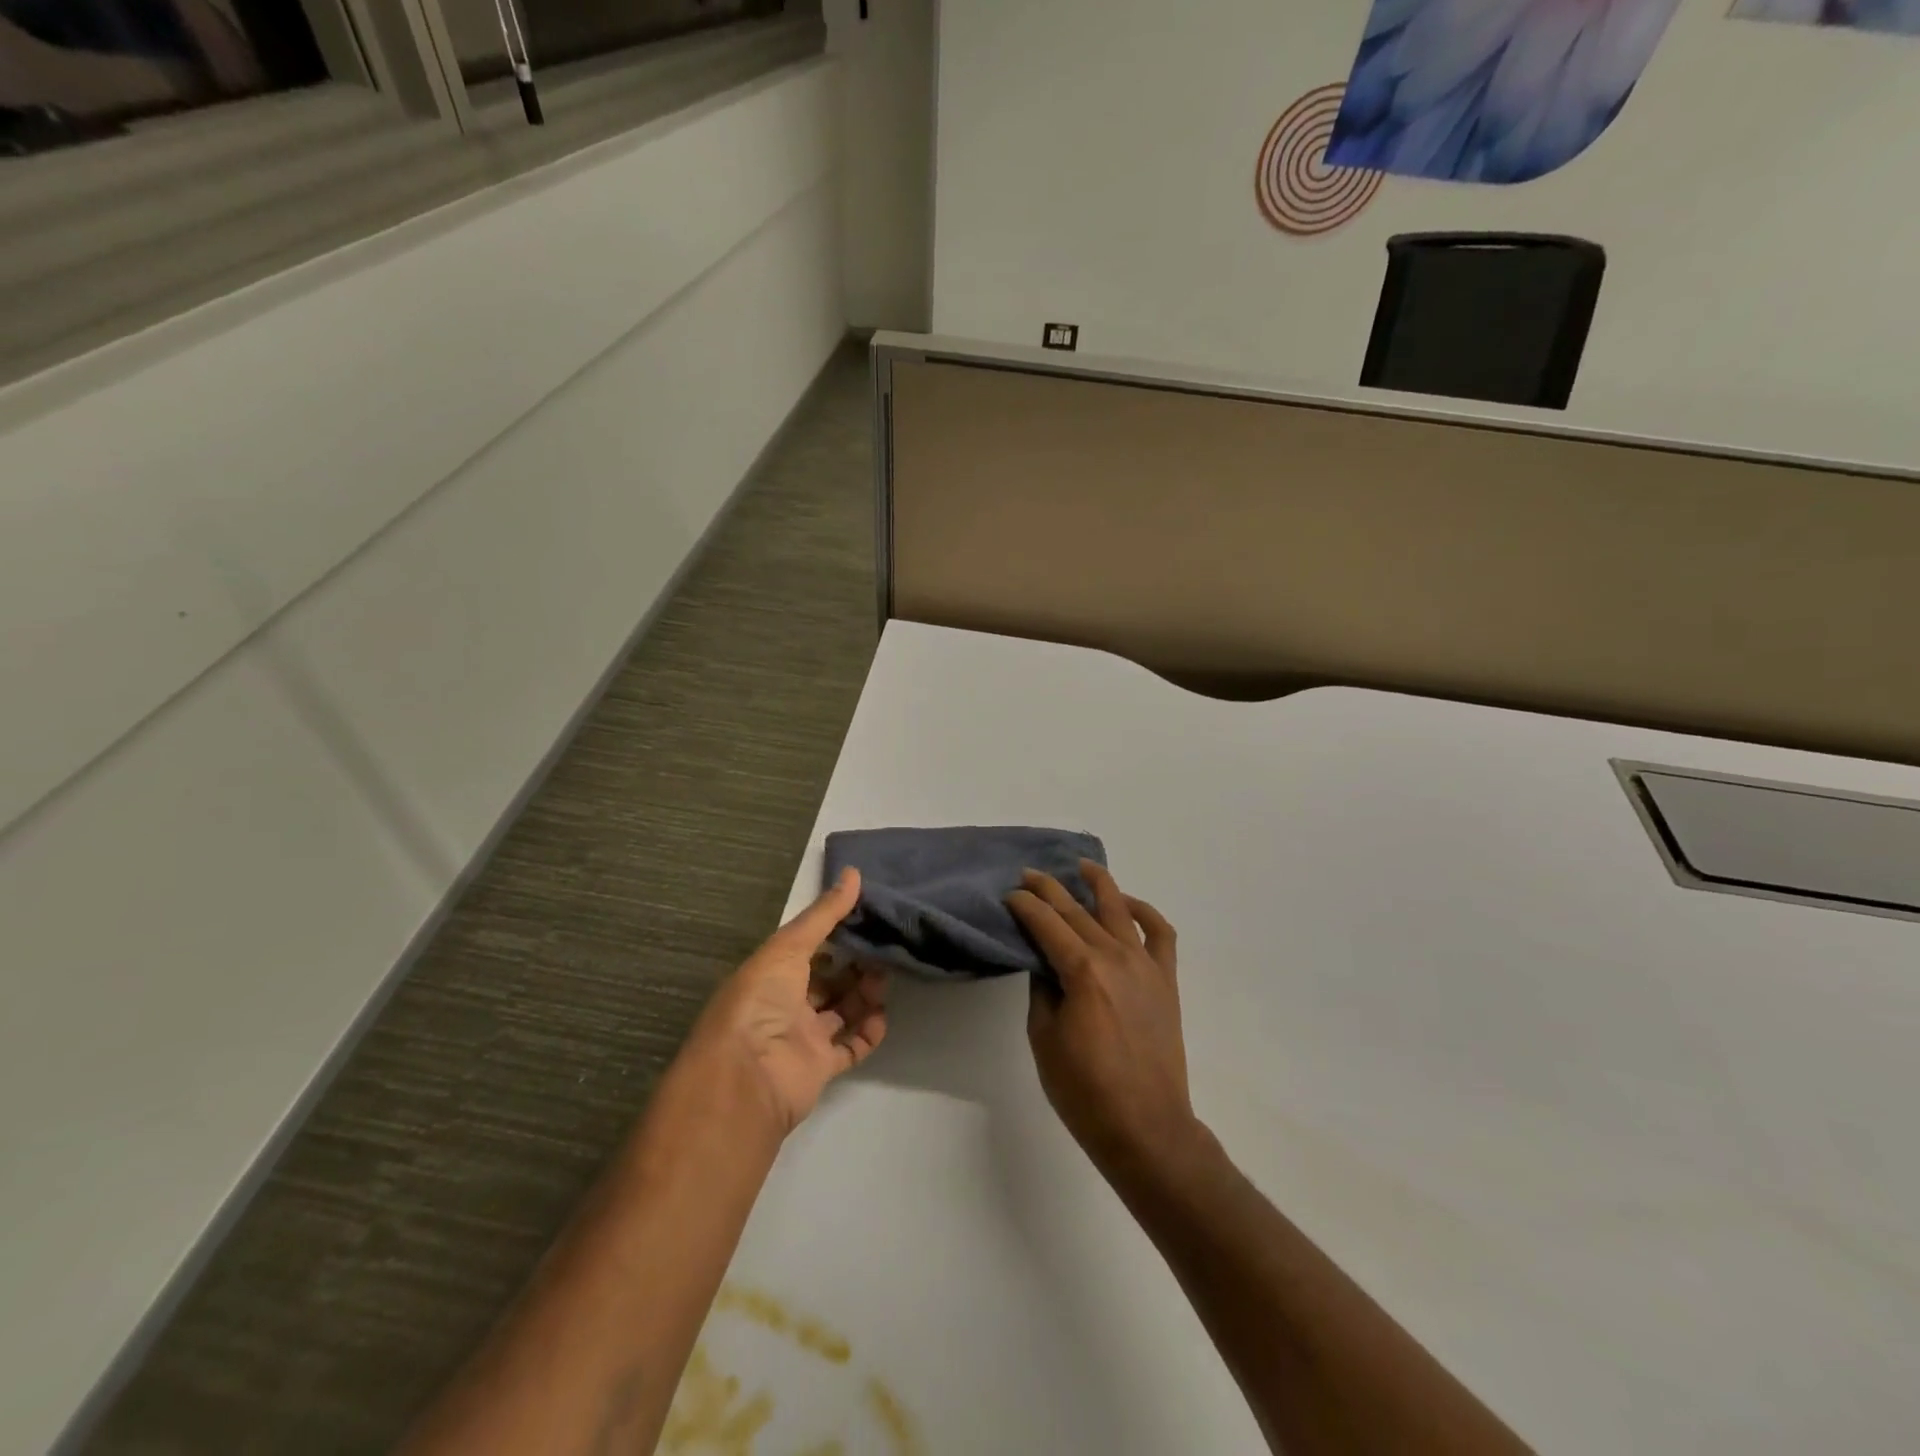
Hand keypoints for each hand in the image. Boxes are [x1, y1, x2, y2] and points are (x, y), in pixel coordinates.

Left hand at [688, 868, 887, 1134]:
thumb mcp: (789, 946)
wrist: (747, 1077)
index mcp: (770, 974)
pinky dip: (867, 1034)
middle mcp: (784, 1004)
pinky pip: (849, 1047)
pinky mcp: (819, 1068)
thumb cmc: (760, 1001)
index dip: (834, 935)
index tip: (866, 919)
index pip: (806, 949)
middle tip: (882, 952)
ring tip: (883, 982)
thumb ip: (824, 914)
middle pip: (826, 981)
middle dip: (854, 966)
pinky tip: (882, 1017)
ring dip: (864, 996)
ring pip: (840, 1011)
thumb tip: (854, 872)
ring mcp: (801, 1038)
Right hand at [1008, 862, 1199, 1180]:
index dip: (1025, 905)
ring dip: (1098, 883)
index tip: (1010, 894)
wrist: (1146, 1127)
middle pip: (1078, 910)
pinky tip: (1128, 904)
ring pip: (1120, 909)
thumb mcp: (1044, 1038)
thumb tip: (1043, 962)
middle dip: (1050, 889)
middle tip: (1029, 874)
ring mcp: (1145, 965)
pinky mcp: (1165, 980)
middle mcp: (1116, 956)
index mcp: (1082, 971)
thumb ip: (1042, 989)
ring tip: (1081, 866)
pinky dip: (1145, 911)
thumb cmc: (1085, 1091)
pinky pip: (1160, 933)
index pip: (1047, 923)